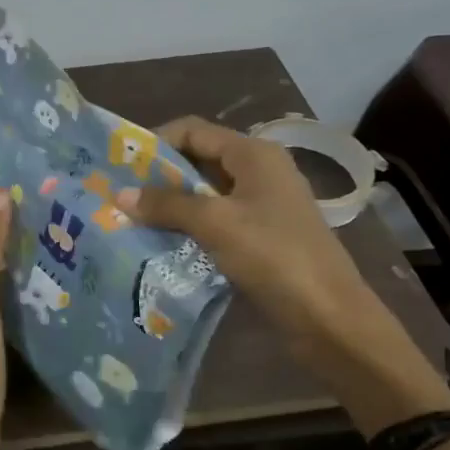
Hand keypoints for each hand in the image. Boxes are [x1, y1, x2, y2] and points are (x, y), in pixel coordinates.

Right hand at [129, 117, 449, 428]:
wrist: (330, 318)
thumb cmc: (274, 256)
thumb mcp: (216, 223)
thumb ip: (167, 204)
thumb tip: (119, 194)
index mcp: (253, 154)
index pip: (193, 130)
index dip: (156, 142)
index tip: (121, 166)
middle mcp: (259, 171)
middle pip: (199, 160)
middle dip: (159, 177)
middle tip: (120, 196)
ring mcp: (262, 206)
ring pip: (205, 194)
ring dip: (171, 205)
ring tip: (133, 221)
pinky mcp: (261, 237)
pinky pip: (216, 222)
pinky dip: (189, 228)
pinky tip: (162, 244)